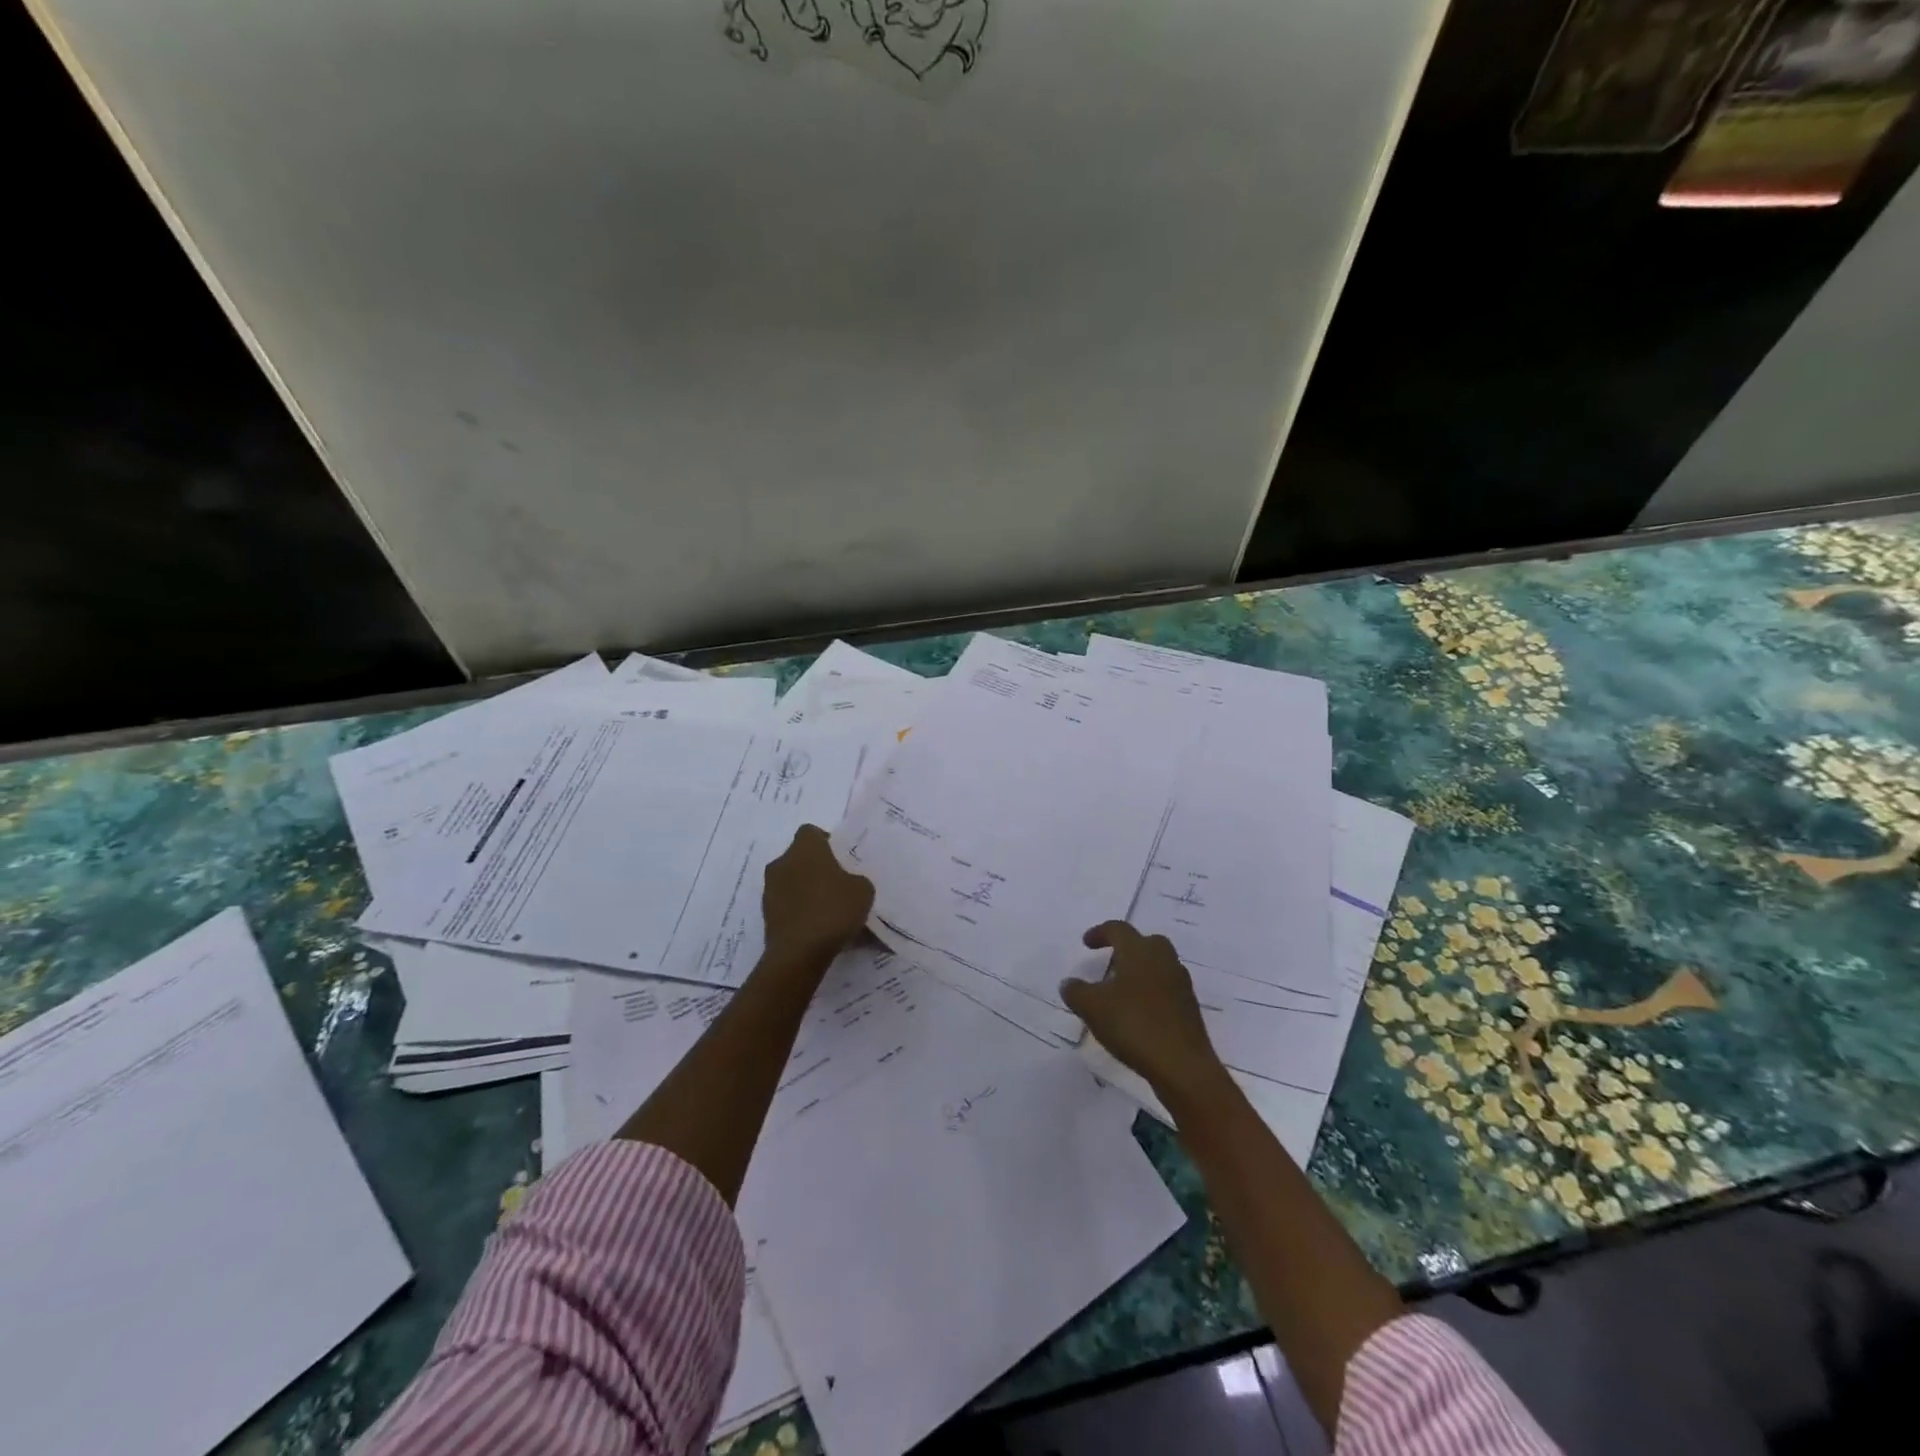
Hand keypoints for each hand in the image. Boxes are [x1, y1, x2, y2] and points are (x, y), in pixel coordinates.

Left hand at [762, 824, 874, 964]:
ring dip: (807, 890)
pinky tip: (818, 928)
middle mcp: (782, 862)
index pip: (811, 832)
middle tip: (838, 885)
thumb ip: (856, 880)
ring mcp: (770, 889)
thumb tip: (848, 884)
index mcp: (805, 848)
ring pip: (792, 882)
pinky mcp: (766, 915)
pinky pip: (788, 905)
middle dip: (817, 868)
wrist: (799, 953)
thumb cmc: (833, 910)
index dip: (826, 842)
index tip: (841, 859)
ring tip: (829, 911)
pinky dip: (800, 911)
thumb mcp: (863, 891)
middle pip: (800, 858)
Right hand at [1061, 922, 1227, 1105]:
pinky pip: (1165, 989)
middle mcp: (1163, 959)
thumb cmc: (1134, 1024)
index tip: (1086, 943)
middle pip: (1145, 942)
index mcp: (1140, 951)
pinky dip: (1150, 992)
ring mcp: (1180, 984)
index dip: (1100, 933)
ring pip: (1158, 966)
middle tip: (1109, 962)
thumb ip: (1076, 991)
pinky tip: (1137, 1013)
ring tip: (1120, 990)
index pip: (1118, 929)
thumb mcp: (1092, 1008)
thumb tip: (1068, 983)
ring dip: (1139, 971)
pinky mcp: (1189, 1008)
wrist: (1182, 1065)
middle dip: (1126, 948)